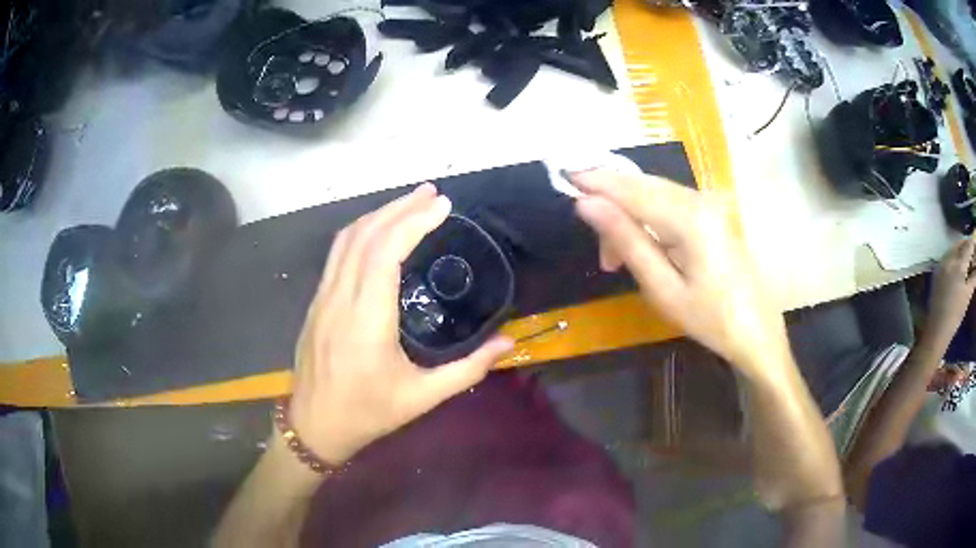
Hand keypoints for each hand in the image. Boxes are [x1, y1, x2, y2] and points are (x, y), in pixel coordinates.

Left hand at [289, 184, 513, 463]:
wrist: (314, 425)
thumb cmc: (368, 413)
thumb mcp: (422, 397)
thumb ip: (468, 368)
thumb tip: (508, 343)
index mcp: (366, 320)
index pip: (385, 252)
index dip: (413, 221)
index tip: (442, 205)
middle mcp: (340, 299)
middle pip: (365, 236)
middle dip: (400, 208)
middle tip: (433, 194)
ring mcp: (323, 297)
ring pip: (346, 240)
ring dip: (379, 214)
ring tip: (410, 203)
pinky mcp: (316, 301)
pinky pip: (337, 253)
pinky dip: (362, 231)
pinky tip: (379, 230)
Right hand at [569, 169, 791, 380]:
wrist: (757, 331)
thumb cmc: (711, 319)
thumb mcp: (663, 288)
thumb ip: (626, 240)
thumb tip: (586, 204)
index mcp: (689, 217)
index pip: (630, 189)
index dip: (595, 180)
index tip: (563, 176)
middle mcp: (700, 197)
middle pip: (641, 185)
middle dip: (610, 206)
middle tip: (599, 253)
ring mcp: (709, 202)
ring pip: (653, 192)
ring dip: (628, 215)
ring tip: (616, 259)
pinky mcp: (712, 211)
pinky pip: (669, 202)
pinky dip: (647, 218)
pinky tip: (642, 245)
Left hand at [924, 237, 975, 348]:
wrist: (937, 328)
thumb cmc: (956, 314)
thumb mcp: (968, 294)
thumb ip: (973, 276)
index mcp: (959, 264)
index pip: (968, 246)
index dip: (973, 242)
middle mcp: (950, 258)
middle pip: (961, 244)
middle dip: (967, 244)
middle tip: (973, 248)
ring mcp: (942, 262)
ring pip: (954, 248)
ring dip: (961, 248)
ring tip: (967, 255)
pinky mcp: (937, 269)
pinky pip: (948, 255)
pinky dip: (955, 254)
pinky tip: (959, 262)